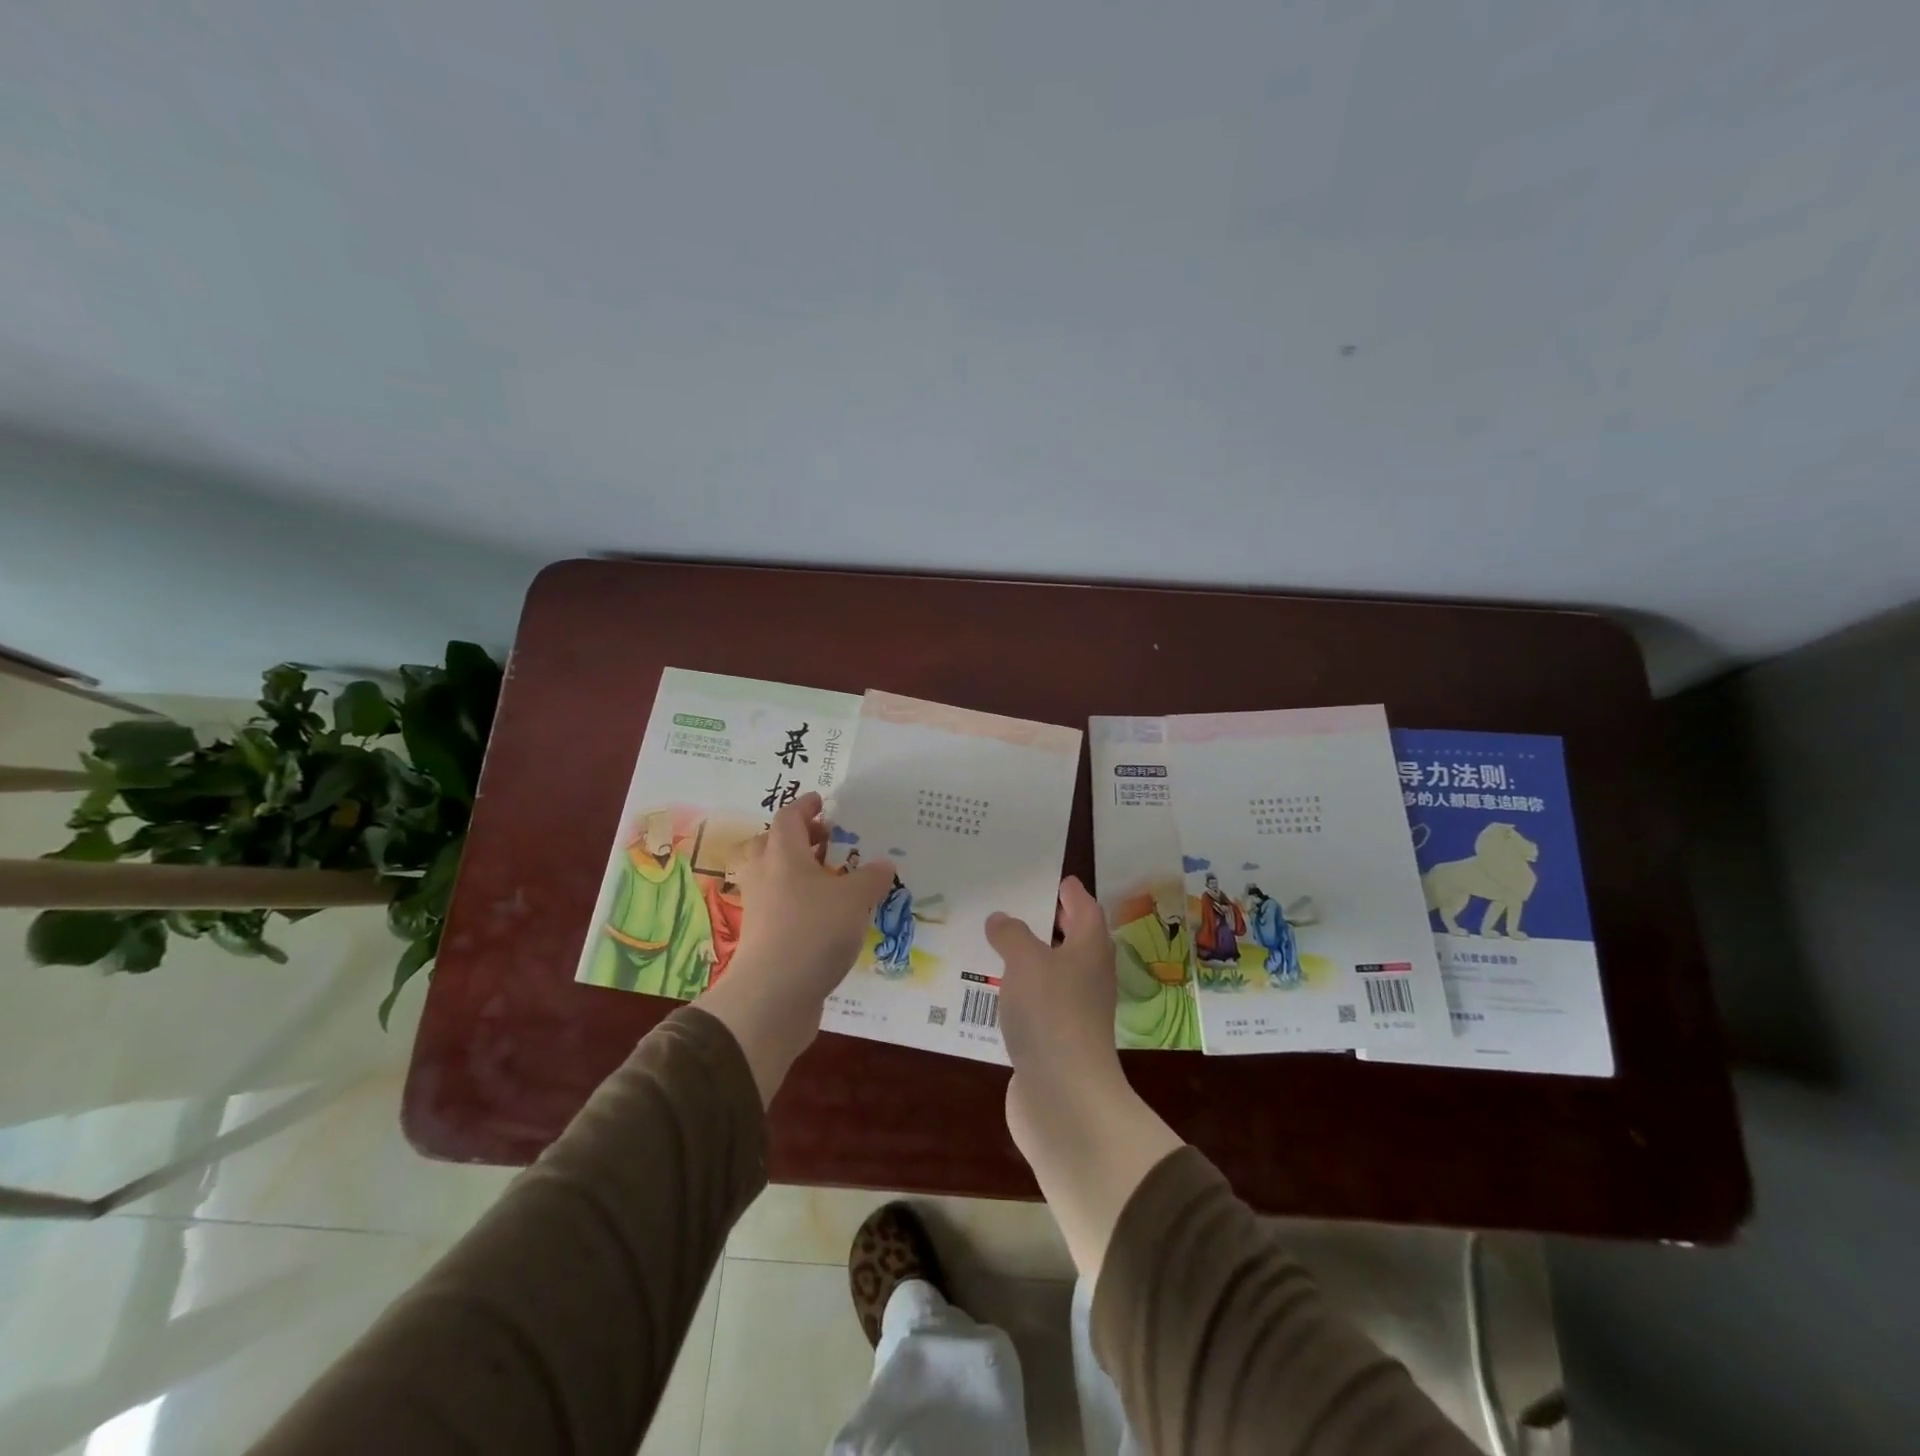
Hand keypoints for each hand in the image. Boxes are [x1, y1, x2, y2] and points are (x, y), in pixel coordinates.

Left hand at [730, 792, 894, 1001]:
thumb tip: (884, 863)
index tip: (822, 802)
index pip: (789, 817)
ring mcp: (760, 908)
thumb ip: (870, 878)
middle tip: (827, 841)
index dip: (806, 806)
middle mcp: (765, 875)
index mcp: (782, 854)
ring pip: (774, 877)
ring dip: (799, 872)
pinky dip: (800, 903)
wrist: (772, 996)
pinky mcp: (762, 938)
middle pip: (772, 844)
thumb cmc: (813, 932)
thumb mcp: (854, 899)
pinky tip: (827, 916)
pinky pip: (780, 907)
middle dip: (799, 838)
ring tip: (833, 878)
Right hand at [984, 877, 1123, 1117]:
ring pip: (1053, 974)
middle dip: (1051, 924)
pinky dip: (1020, 993)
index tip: (1057, 880)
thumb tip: (1000, 919)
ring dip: (1032, 959)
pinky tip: (994, 991)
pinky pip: (1037, 1005)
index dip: (1071, 893)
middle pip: (1074, 941)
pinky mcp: (1056, 1041)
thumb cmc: (1051, 1013)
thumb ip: (1011, 934)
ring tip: (997, 944)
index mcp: (1090, 949)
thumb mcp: (1026, 961)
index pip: (1086, 909)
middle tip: (1020, 906)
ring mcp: (1075, 1012)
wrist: (1064, 1096)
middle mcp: (1089, 977)